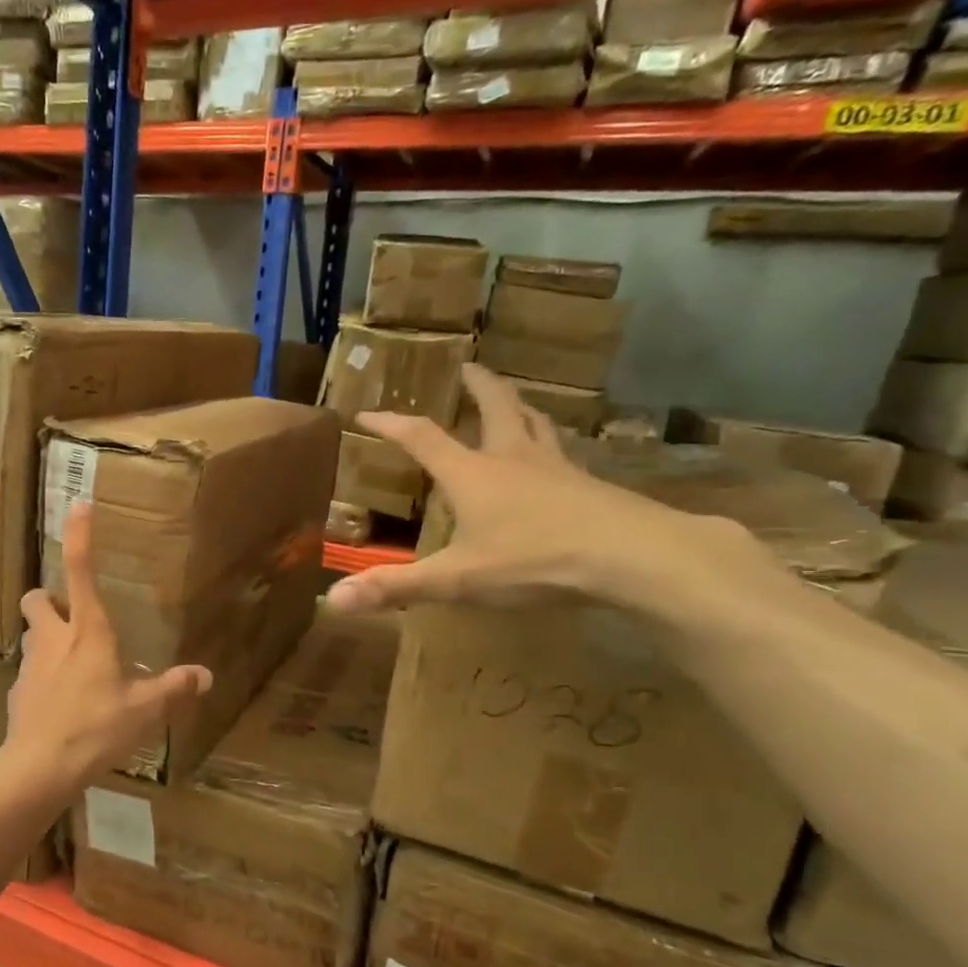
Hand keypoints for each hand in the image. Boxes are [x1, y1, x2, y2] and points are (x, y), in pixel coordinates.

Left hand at [5, 504, 212, 795]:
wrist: (38, 767)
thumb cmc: (96, 728)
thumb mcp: (144, 711)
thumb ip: (174, 689)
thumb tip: (205, 676)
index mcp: (88, 632)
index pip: (81, 570)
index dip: (79, 535)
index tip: (78, 506)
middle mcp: (54, 638)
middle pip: (38, 598)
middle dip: (50, 598)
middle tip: (71, 615)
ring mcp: (31, 664)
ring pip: (32, 633)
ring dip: (46, 636)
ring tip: (70, 661)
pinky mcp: (17, 691)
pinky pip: (30, 672)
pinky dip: (42, 676)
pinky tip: (59, 702)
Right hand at [325, 364, 770, 615]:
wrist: (634, 557)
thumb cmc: (535, 560)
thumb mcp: (458, 579)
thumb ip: (396, 587)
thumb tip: (332, 600)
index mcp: (472, 474)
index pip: (422, 438)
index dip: (391, 424)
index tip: (367, 413)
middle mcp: (513, 459)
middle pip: (495, 407)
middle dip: (477, 386)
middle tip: (468, 366)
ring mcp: (557, 468)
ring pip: (535, 423)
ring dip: (519, 406)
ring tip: (513, 399)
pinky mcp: (590, 486)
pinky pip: (563, 453)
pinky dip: (549, 444)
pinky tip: (555, 461)